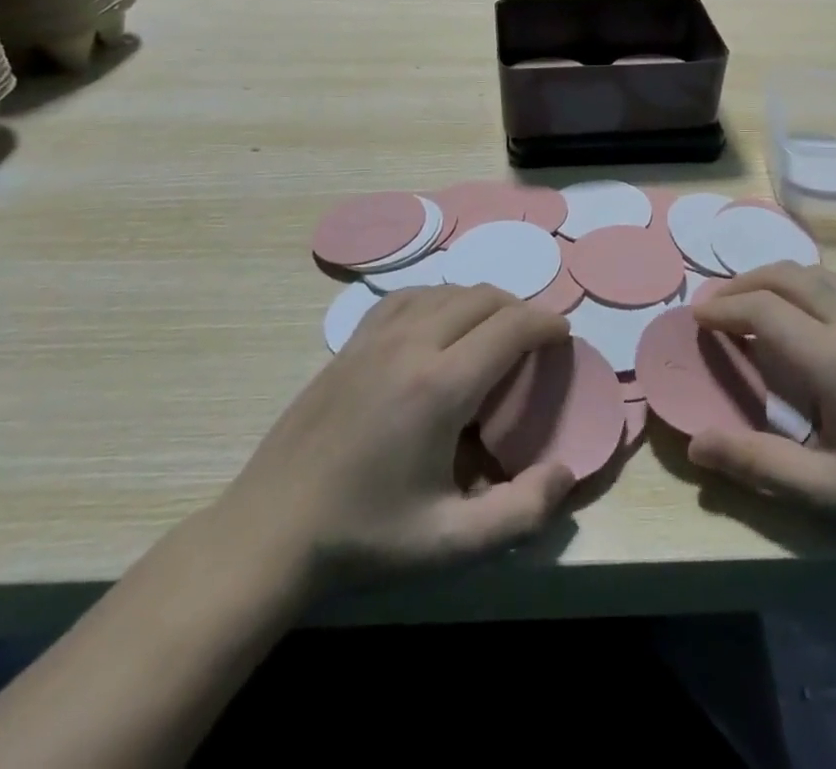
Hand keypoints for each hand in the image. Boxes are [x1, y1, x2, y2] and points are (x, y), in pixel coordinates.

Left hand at [207, 286, 576, 608]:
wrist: (270, 532)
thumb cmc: (365, 537)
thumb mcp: (449, 543)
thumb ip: (520, 512)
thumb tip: (565, 474)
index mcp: (440, 386)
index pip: (511, 326)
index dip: (546, 323)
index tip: (563, 336)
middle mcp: (411, 345)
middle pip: (483, 298)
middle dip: (519, 309)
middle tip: (534, 339)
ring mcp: (375, 337)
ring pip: (445, 290)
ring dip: (481, 302)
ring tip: (494, 330)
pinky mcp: (351, 343)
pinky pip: (408, 298)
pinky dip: (439, 299)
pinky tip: (439, 324)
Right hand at [689, 266, 835, 545]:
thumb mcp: (828, 491)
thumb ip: (758, 464)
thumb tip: (695, 445)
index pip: (764, 310)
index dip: (723, 309)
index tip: (695, 318)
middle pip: (787, 276)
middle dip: (742, 283)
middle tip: (713, 306)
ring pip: (815, 274)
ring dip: (773, 279)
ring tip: (748, 303)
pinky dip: (802, 286)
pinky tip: (798, 318)